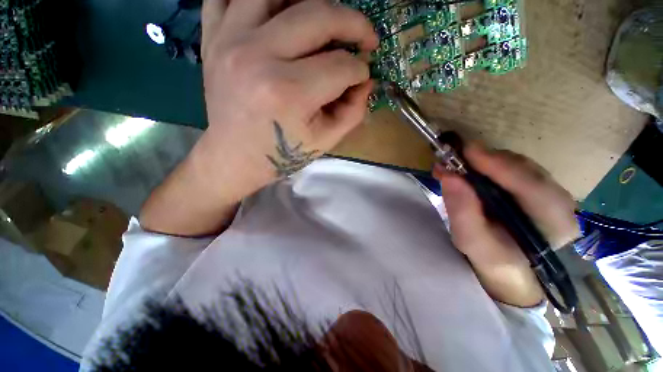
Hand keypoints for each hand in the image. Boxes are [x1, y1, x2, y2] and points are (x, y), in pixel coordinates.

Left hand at [198, 0, 377, 197]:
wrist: (236, 157)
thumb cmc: (282, 154)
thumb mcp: (325, 141)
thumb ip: (353, 111)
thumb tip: (366, 81)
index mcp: (289, 93)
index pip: (340, 66)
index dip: (360, 71)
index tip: (362, 77)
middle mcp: (258, 57)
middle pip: (318, 16)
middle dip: (353, 24)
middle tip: (365, 37)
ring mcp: (229, 40)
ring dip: (312, 2)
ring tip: (325, 22)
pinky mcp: (213, 36)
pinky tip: (279, 13)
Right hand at [433, 143, 579, 306]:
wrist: (511, 269)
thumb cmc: (493, 260)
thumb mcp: (473, 242)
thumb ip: (462, 211)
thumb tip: (449, 176)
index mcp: (553, 223)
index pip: (531, 186)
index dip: (498, 165)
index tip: (466, 151)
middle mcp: (560, 202)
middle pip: (524, 169)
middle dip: (487, 160)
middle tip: (453, 157)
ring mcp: (550, 192)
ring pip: (518, 165)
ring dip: (485, 161)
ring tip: (456, 164)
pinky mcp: (537, 188)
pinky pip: (513, 168)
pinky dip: (488, 165)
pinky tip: (469, 169)